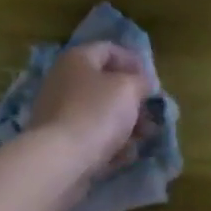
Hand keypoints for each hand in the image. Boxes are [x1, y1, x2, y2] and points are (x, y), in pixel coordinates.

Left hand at [28, 42, 155, 180]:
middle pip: (105, 84)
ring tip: (145, 137)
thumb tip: (143, 84)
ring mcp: (58, 113)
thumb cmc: (97, 112)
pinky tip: (125, 156)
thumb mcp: (129, 88)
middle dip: (132, 99)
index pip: (109, 49)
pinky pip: (91, 137)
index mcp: (77, 60)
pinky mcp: (59, 142)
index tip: (152, 81)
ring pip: (99, 113)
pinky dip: (109, 143)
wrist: (59, 161)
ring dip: (125, 124)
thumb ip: (141, 81)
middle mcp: (63, 81)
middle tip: (152, 112)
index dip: (134, 62)